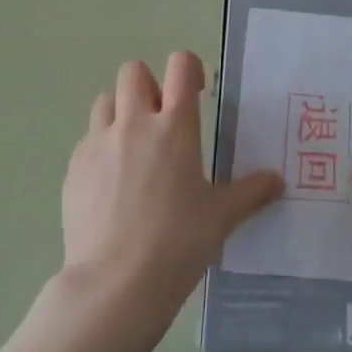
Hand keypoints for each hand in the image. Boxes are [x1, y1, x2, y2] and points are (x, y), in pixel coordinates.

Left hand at [58, 52, 281, 351]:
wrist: (114, 287)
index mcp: (174, 125)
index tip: (196, 93)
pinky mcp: (73, 169)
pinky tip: (110, 185)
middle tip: (160, 121)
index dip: (189, 69)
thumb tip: (277, 181)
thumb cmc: (177, 243)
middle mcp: (134, 123)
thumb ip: (251, 193)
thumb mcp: (222, 217)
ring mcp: (98, 143)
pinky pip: (87, 141)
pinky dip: (100, 150)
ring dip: (120, 113)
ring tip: (133, 148)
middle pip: (133, 71)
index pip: (180, 64)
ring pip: (105, 101)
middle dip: (148, 86)